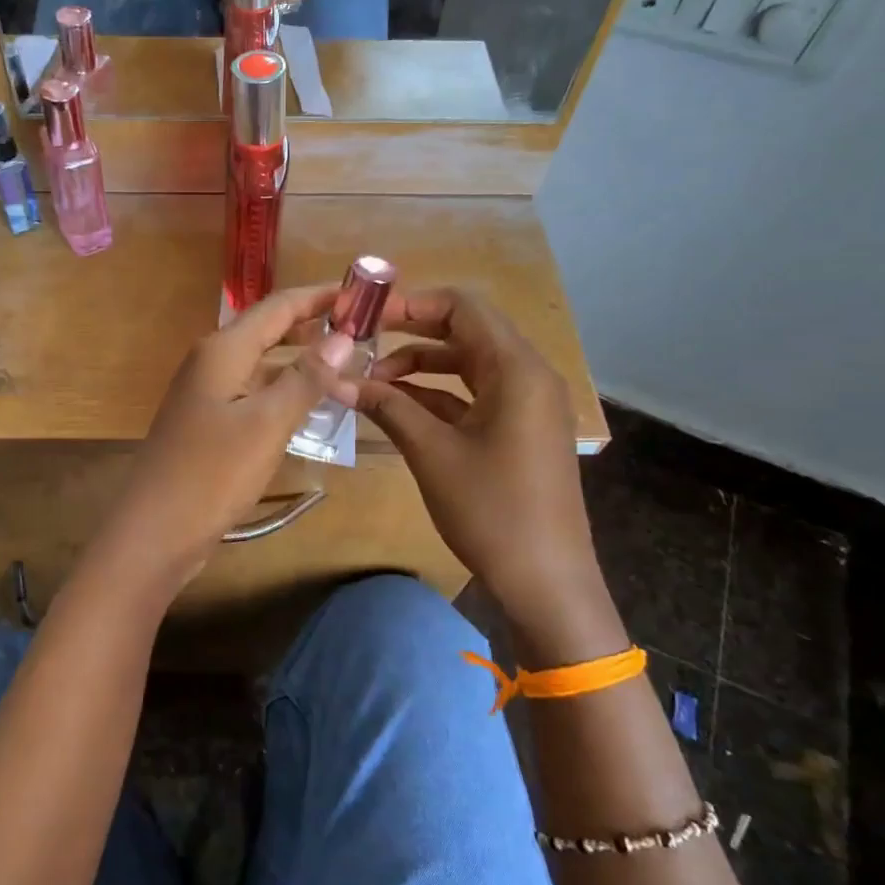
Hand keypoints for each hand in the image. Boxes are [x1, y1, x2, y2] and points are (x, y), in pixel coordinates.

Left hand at [91, 285, 355, 594]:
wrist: (155, 531)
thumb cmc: (212, 473)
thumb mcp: (267, 423)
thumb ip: (305, 378)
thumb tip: (343, 337)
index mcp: (224, 349)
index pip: (280, 306)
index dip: (322, 296)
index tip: (365, 293)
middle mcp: (212, 361)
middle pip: (270, 329)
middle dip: (314, 324)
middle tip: (364, 328)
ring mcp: (207, 392)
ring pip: (262, 363)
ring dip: (301, 360)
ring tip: (347, 363)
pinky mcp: (208, 422)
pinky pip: (253, 392)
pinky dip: (284, 390)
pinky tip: (310, 404)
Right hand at [352, 288, 614, 645]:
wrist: (546, 581)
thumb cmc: (491, 509)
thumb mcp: (432, 453)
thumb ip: (387, 406)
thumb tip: (338, 379)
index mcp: (517, 369)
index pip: (463, 308)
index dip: (412, 304)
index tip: (367, 315)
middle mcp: (528, 375)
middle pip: (466, 332)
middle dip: (412, 334)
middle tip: (362, 342)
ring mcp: (527, 404)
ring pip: (468, 366)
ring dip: (421, 368)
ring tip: (372, 382)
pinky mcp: (520, 431)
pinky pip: (476, 396)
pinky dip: (438, 396)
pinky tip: (398, 408)